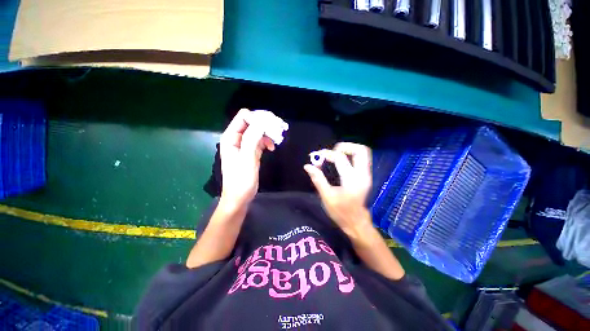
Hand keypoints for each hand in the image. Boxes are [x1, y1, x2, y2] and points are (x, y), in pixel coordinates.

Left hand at [219, 109, 274, 209]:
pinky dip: (267, 141)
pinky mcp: (251, 151)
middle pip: (252, 121)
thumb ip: (252, 139)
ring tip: (278, 140)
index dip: (258, 118)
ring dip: (268, 132)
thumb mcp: (247, 159)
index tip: (273, 126)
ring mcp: (244, 144)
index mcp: (230, 137)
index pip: (244, 117)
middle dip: (266, 123)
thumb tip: (262, 121)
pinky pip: (260, 140)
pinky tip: (272, 148)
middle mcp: (236, 138)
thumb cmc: (241, 181)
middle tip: (280, 129)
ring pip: (257, 130)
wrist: (240, 197)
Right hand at [304, 143, 372, 237]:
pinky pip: (361, 159)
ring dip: (349, 150)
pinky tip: (340, 161)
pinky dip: (351, 155)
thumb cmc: (340, 212)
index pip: (340, 158)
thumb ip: (318, 179)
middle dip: (344, 146)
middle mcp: (362, 174)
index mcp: (351, 180)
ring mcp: (367, 175)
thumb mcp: (327, 196)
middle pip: (360, 150)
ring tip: (335, 154)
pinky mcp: (366, 176)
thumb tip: (307, 166)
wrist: (356, 222)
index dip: (327, 154)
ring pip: (363, 153)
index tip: (316, 155)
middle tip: (331, 152)